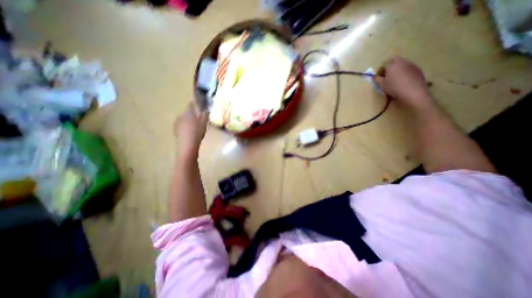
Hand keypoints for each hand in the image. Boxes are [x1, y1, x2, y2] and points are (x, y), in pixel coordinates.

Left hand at [174, 103, 207, 156]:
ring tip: (194, 125)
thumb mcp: (204, 123)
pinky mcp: (175, 129)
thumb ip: (205, 115)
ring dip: (188, 120)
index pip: (190, 105)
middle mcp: (181, 115)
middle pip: (186, 112)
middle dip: (191, 113)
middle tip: (198, 117)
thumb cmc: (197, 131)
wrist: (188, 143)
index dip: (194, 104)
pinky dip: (185, 126)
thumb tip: (207, 109)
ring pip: (183, 118)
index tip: (198, 104)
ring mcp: (177, 123)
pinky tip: (189, 131)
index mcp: (188, 112)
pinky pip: (181, 125)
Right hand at [371, 56, 433, 108]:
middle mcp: (402, 62)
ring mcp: (411, 65)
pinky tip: (404, 80)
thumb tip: (374, 76)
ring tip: (397, 79)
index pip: (386, 63)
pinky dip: (406, 72)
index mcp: (392, 65)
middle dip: (391, 66)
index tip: (381, 75)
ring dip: (399, 69)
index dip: (383, 68)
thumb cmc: (394, 87)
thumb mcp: (382, 85)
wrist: (413, 91)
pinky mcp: (418, 69)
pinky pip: (409, 68)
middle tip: (388, 76)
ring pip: (403, 64)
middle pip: (395, 60)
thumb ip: (377, 79)